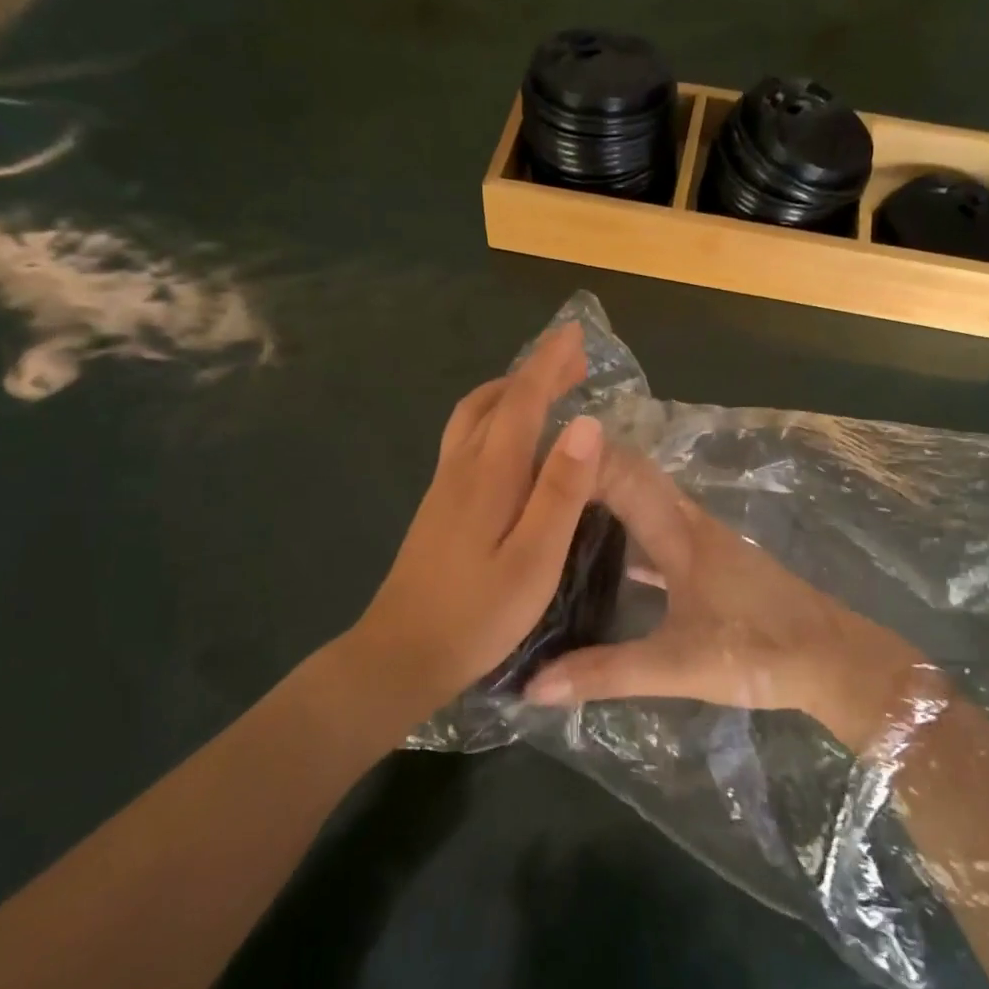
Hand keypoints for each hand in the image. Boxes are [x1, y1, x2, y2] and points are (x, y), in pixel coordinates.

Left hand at [350, 322, 603, 711]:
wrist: (401, 654)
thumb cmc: (478, 613)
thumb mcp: (534, 558)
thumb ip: (562, 491)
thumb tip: (587, 424)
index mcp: (490, 474)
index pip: (522, 401)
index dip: (549, 364)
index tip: (575, 334)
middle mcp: (462, 468)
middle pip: (493, 401)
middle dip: (532, 373)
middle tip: (571, 362)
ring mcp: (444, 487)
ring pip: (473, 418)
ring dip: (509, 393)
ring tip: (543, 391)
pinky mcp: (439, 507)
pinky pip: (467, 440)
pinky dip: (495, 419)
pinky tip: (511, 443)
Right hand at [524, 445, 936, 752]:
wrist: (834, 661)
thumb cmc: (758, 651)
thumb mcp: (676, 666)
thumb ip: (605, 673)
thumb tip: (532, 685)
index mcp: (679, 533)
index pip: (622, 474)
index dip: (580, 456)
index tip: (528, 454)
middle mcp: (690, 525)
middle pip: (633, 478)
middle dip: (586, 469)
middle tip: (530, 477)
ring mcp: (705, 544)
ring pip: (648, 506)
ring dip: (608, 498)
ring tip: (558, 509)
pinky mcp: (715, 566)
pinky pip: (661, 535)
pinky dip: (631, 535)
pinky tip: (606, 559)